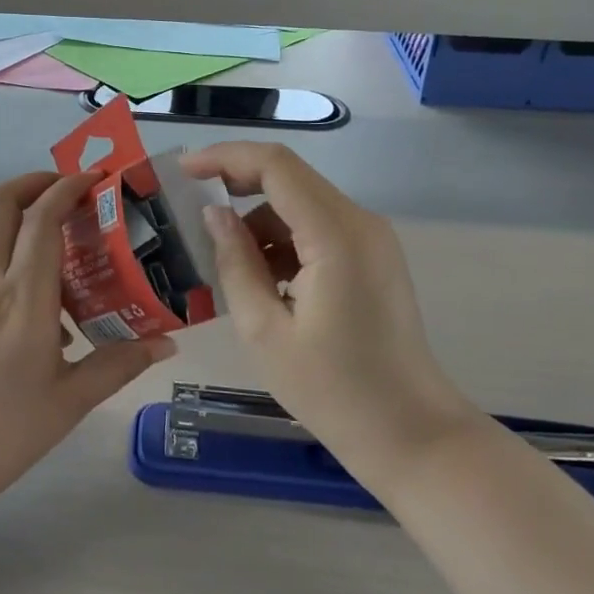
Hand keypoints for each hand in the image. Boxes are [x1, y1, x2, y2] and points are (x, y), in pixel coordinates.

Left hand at [0, 171, 175, 515]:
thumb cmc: (4, 429)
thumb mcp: (71, 400)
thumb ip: (119, 363)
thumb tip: (166, 342)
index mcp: (23, 295)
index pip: (41, 217)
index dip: (67, 187)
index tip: (95, 179)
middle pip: (1, 204)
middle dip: (35, 182)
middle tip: (71, 190)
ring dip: (29, 230)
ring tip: (73, 267)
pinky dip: (19, 270)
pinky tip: (45, 320)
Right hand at [182, 143, 478, 484]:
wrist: (411, 435)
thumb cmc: (333, 391)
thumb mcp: (264, 330)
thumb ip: (234, 262)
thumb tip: (214, 214)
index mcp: (335, 235)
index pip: (275, 166)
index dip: (225, 158)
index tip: (183, 171)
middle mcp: (360, 222)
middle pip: (289, 177)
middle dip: (236, 185)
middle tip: (193, 212)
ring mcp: (371, 239)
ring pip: (300, 204)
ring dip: (259, 222)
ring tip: (228, 269)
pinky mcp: (372, 257)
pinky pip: (317, 228)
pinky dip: (283, 241)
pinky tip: (265, 284)